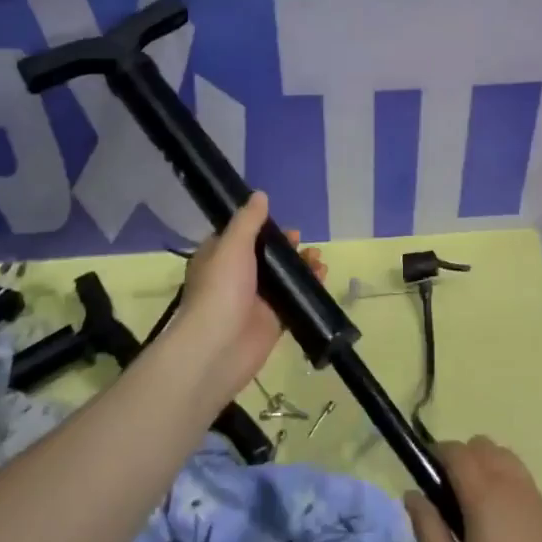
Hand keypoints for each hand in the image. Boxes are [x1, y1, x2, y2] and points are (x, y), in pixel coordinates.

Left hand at [173, 192, 324, 398]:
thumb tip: (260, 194)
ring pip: (283, 277)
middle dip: (287, 247)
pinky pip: (294, 300)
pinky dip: (309, 288)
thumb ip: (248, 221)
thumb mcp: (232, 245)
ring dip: (302, 265)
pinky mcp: (273, 322)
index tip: (281, 223)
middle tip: (303, 241)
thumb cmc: (221, 289)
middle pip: (266, 256)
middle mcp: (235, 277)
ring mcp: (255, 300)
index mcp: (219, 257)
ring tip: (318, 259)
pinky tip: (322, 278)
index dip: (261, 227)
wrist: (219, 347)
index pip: (240, 236)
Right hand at [405, 436, 541, 541]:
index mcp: (485, 495)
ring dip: (487, 469)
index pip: (457, 451)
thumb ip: (427, 529)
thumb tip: (412, 494)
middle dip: (462, 459)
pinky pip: (525, 485)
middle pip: (484, 447)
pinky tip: (505, 534)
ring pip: (507, 460)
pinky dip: (508, 490)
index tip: (427, 479)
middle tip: (450, 500)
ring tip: (477, 513)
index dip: (437, 455)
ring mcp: (539, 500)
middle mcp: (514, 486)